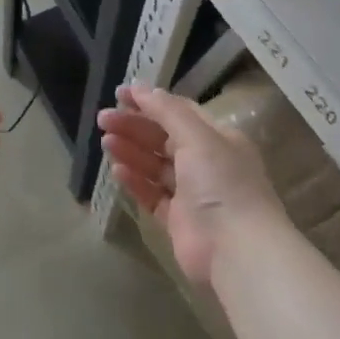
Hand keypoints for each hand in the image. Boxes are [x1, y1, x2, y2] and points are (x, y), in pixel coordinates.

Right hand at [98, 84, 285, 285]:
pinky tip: (117, 171)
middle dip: (134, 126)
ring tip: (106, 142)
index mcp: (218, 138)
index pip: (179, 112)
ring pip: (155, 165)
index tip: (119, 94)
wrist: (236, 250)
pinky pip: (153, 194)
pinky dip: (135, 181)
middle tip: (103, 119)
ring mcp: (192, 193)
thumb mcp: (198, 137)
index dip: (150, 102)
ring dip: (131, 151)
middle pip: (163, 137)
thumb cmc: (221, 184)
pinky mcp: (178, 220)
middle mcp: (206, 163)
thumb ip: (167, 111)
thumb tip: (141, 88)